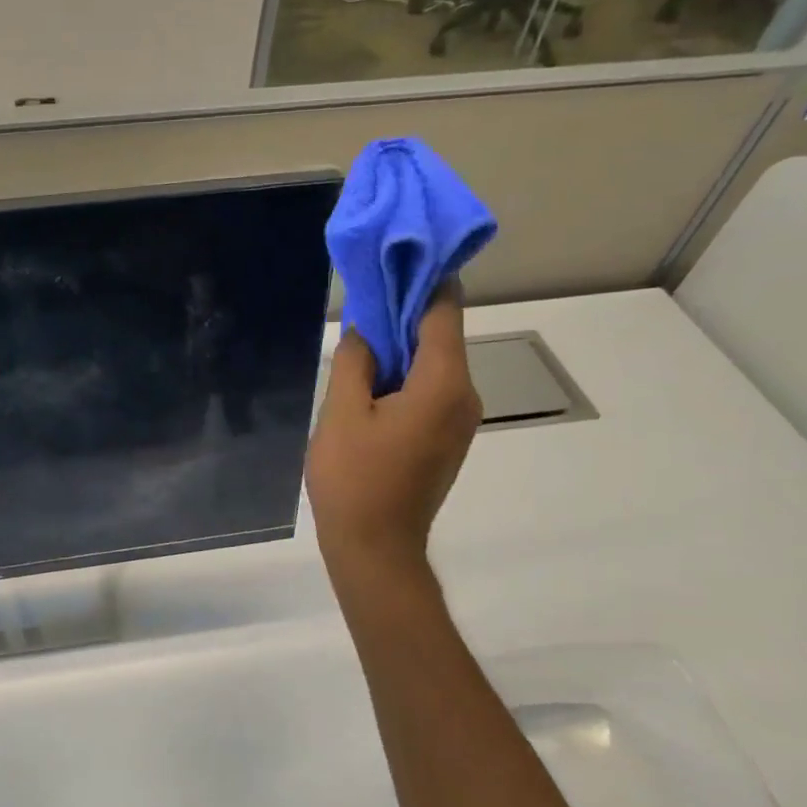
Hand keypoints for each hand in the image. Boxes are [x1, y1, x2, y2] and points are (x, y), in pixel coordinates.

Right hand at [305, 286, 480, 583]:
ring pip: (434, 364)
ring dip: (401, 348)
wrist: (376, 549)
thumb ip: (355, 361)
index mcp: (443, 383)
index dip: (421, 278)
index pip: (444, 310)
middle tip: (361, 300)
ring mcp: (460, 420)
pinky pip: (431, 390)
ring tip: (359, 343)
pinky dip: (405, 376)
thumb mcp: (342, 413)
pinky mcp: (448, 439)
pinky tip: (371, 383)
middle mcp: (465, 395)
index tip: (392, 257)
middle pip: (441, 335)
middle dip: (404, 313)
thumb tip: (366, 330)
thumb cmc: (354, 479)